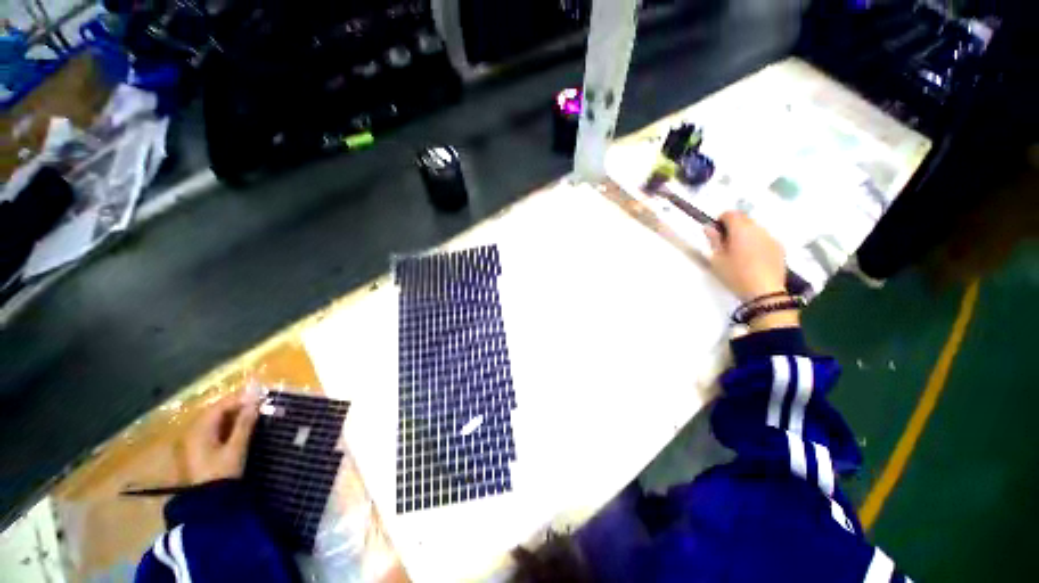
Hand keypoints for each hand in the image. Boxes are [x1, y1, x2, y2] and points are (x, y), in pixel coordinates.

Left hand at [182, 393, 259, 484]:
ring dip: (233, 415)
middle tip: (259, 403)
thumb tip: (256, 401)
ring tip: (253, 413)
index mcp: (200, 429)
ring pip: (215, 420)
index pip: (221, 405)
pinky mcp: (198, 449)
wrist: (209, 502)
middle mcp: (193, 431)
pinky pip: (213, 429)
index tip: (261, 396)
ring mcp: (194, 441)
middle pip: (216, 411)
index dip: (240, 399)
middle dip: (237, 405)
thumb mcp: (236, 448)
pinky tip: (240, 426)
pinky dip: (227, 424)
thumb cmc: (222, 472)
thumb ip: (245, 424)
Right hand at [706, 212, 799, 330]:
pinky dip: (756, 242)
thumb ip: (714, 241)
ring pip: (755, 229)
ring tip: (739, 251)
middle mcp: (758, 229)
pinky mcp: (779, 247)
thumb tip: (709, 227)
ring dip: (746, 234)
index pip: (730, 213)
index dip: (721, 219)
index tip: (716, 231)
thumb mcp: (717, 259)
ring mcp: (771, 237)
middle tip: (725, 242)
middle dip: (734, 226)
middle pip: (744, 219)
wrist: (764, 292)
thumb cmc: (735, 274)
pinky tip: (753, 258)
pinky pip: (764, 238)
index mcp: (740, 230)